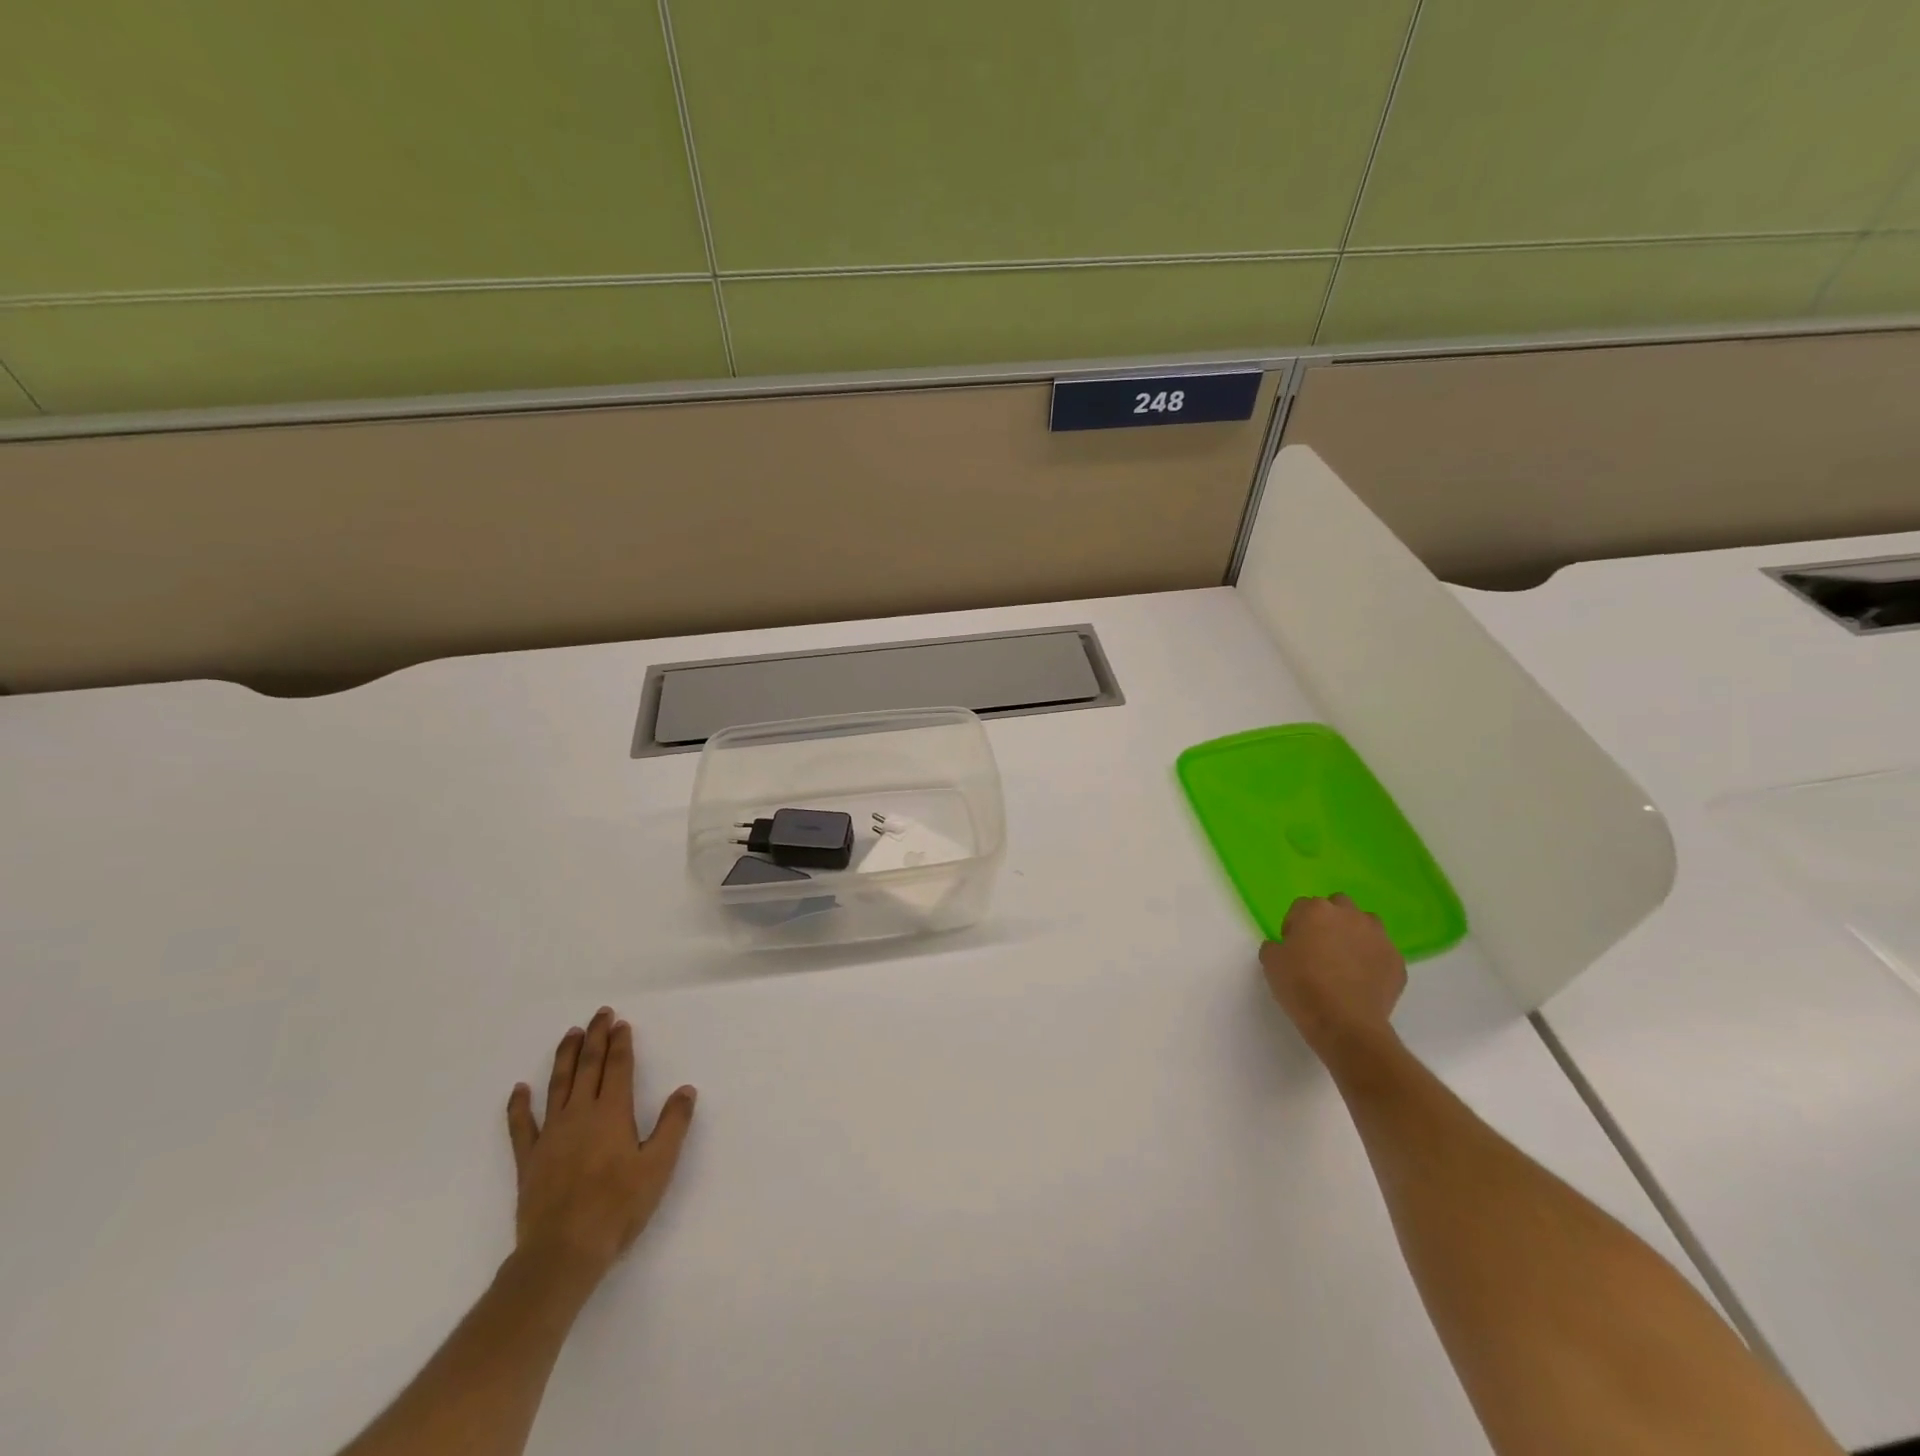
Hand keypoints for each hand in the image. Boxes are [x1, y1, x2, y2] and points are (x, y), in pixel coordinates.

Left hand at [506, 1007, 696, 1282]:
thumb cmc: (618, 1207)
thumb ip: (673, 1125)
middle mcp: (580, 1114)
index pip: (617, 1067)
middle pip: (588, 1066)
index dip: (620, 1043)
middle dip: (595, 1037)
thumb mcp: (659, 1166)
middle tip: (600, 1014)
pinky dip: (519, 1106)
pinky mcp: (529, 1159)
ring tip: (570, 1034)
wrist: (563, 1252)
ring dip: (565, 1057)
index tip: (621, 1023)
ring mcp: (551, 1135)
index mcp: (612, 1113)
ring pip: (557, 1085)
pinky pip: (521, 1126)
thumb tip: (685, 1090)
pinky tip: (519, 1090)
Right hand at [1259, 894, 1406, 1068]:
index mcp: (1315, 910)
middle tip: (1320, 948)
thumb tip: (1283, 946)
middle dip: (1329, 921)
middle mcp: (1349, 915)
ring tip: (1346, 960)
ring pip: (1366, 923)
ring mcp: (1378, 936)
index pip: (1301, 907)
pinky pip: (1381, 952)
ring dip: (1355, 934)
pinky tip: (1363, 980)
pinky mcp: (1396, 960)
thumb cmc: (1301, 987)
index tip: (1292, 947)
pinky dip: (1373, 960)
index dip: (1295, 926)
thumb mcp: (1270, 963)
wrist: (1345, 1024)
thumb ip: (1274, 946)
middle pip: (1338, 905)